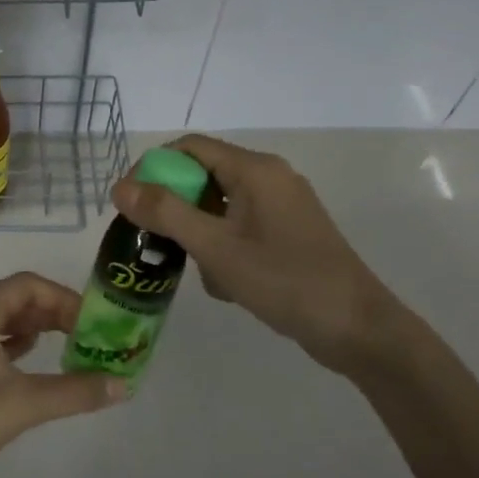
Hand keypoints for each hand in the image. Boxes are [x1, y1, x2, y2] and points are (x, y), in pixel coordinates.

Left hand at [0, 272, 127, 477]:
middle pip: (11, 301)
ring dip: (31, 331)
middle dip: (51, 315)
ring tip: (66, 347)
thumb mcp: (23, 404)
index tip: (94, 321)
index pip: (27, 286)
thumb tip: (123, 385)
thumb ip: (75, 391)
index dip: (64, 299)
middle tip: (87, 335)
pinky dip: (9, 348)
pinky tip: (26, 365)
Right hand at [109, 134, 413, 378]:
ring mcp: (282, 206)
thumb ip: (166, 213)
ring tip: (195, 269)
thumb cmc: (285, 281)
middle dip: (175, 207)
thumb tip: (120, 187)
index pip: (189, 148)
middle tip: (154, 240)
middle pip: (203, 176)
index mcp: (255, 170)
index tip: (129, 203)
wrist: (358, 330)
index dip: (152, 168)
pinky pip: (240, 226)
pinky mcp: (289, 232)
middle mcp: (270, 178)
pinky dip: (223, 246)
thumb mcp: (216, 248)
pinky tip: (226, 283)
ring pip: (220, 205)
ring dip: (199, 233)